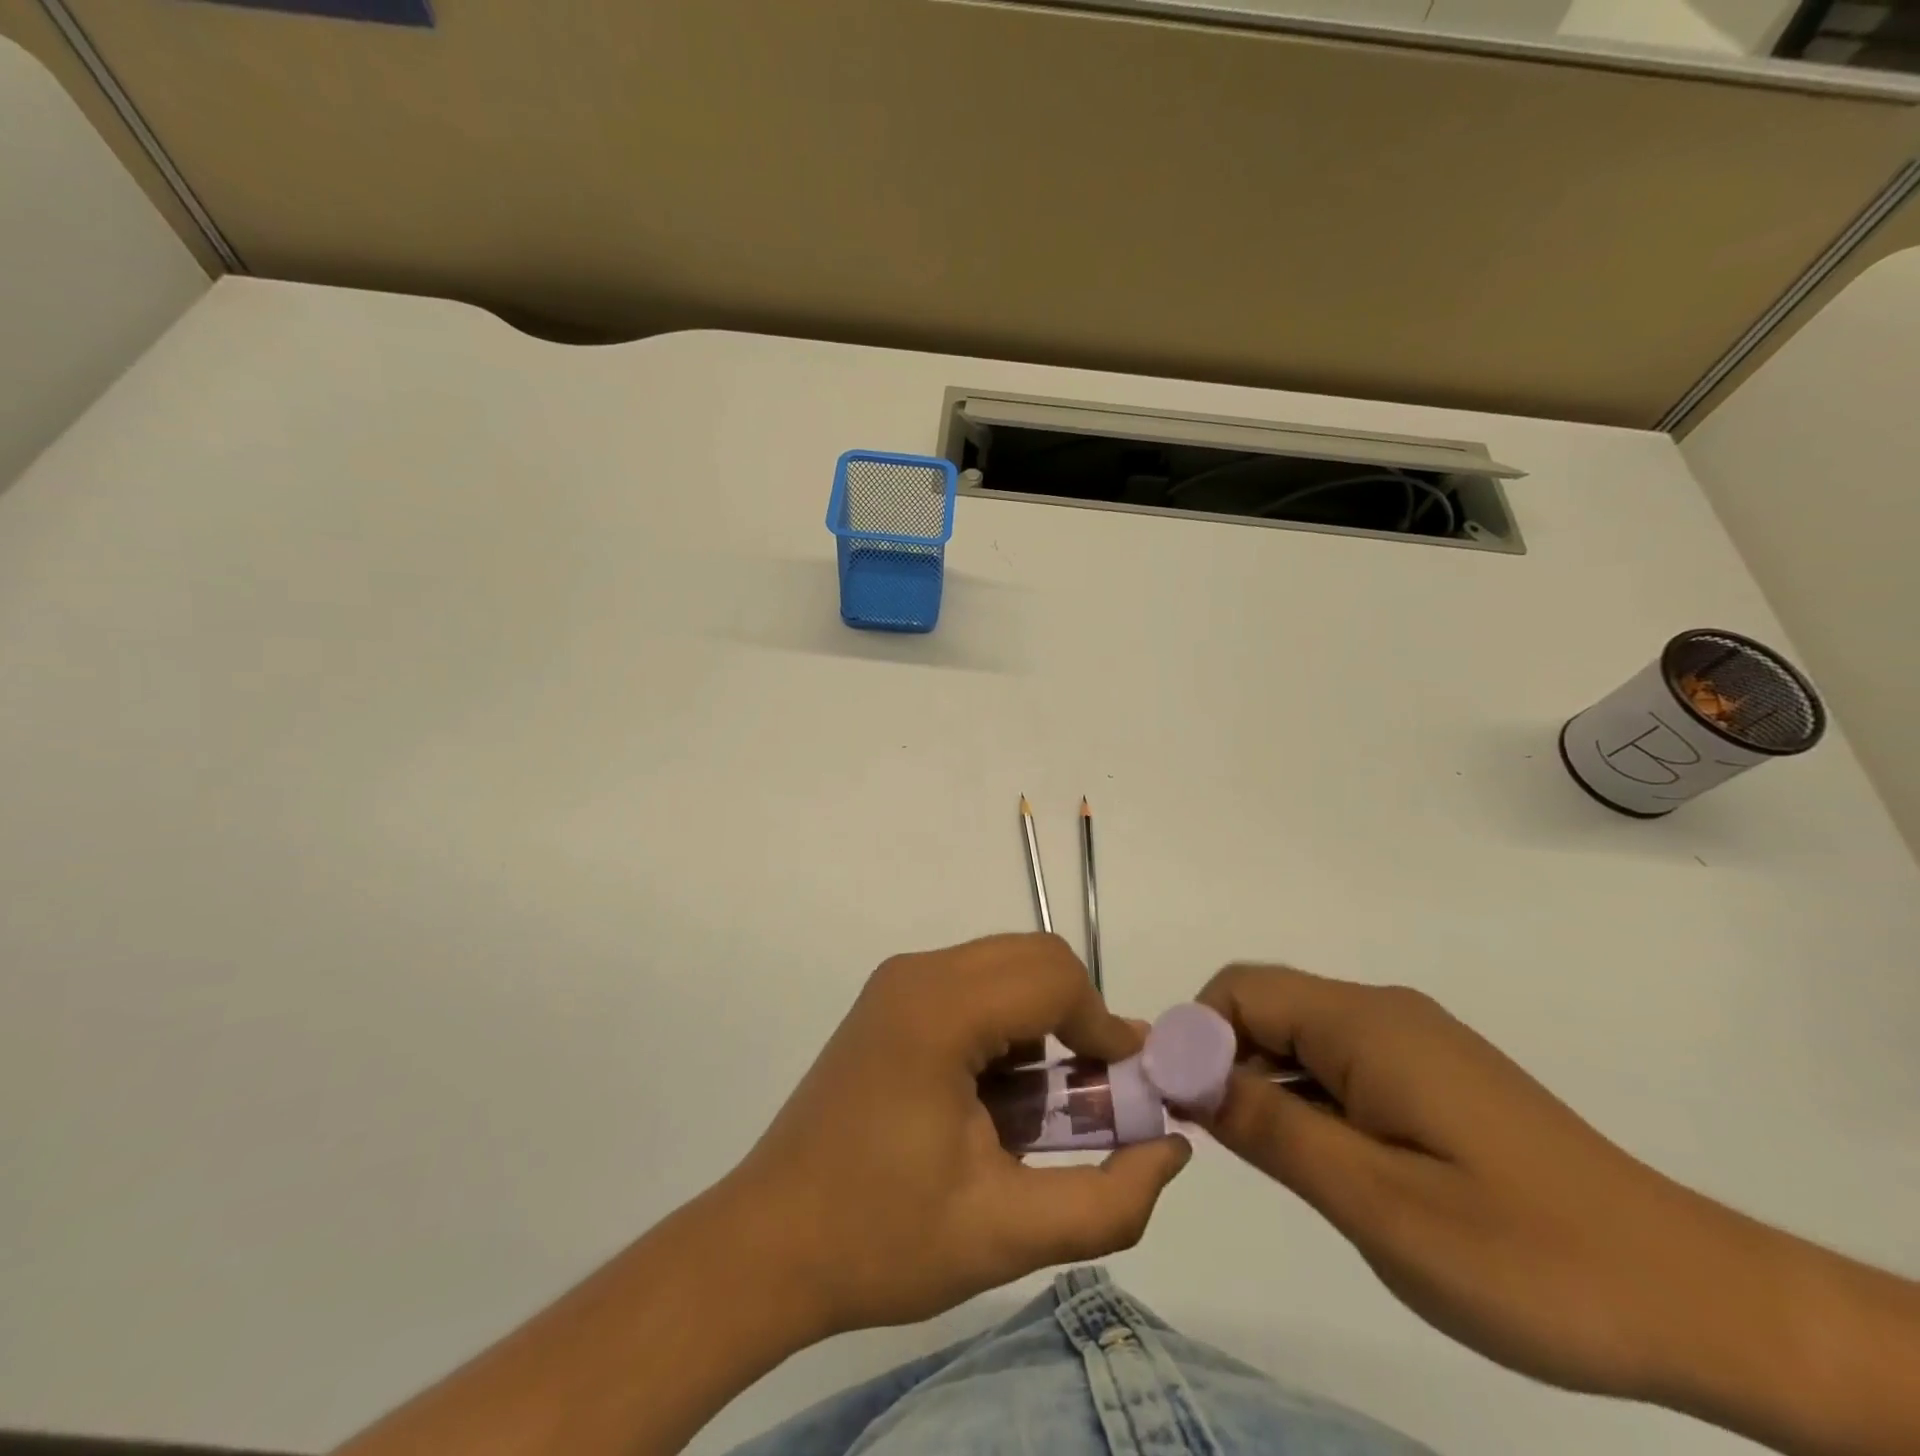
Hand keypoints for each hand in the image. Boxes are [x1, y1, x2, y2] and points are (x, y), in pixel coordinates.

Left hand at [723, 934, 1191, 1338]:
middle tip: (1095, 1095)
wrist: (768, 1244)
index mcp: (940, 1010)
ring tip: (1046, 1106)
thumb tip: (1171, 1149)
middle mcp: (918, 973)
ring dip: (1044, 1022)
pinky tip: (998, 1096)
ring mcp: (898, 982)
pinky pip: (973, 985)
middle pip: (1034, 958)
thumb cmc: (881, 1238)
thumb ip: (1107, 1199)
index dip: (1106, 1028)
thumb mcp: (1006, 1233)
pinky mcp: (890, 1001)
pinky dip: (1008, 1024)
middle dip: (1080, 1017)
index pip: (1055, 978)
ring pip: (1006, 967)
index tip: (1128, 1091)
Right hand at [1193, 964, 1743, 1401]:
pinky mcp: (1434, 1075)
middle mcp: (1383, 1013)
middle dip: (1218, 1057)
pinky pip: (1340, 1062)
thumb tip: (1185, 1074)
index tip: (1173, 1102)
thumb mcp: (1374, 1201)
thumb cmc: (1525, 1255)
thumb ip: (1270, 1126)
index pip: (1241, 990)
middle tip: (1204, 1135)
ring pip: (1300, 1035)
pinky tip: (1319, 1156)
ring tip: (1257, 1154)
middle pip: (1266, 1006)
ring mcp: (1413, 1043)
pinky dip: (1304, 1094)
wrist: (1697, 1301)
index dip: (1192, 1034)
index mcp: (1365, 1024)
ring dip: (1259, 1079)